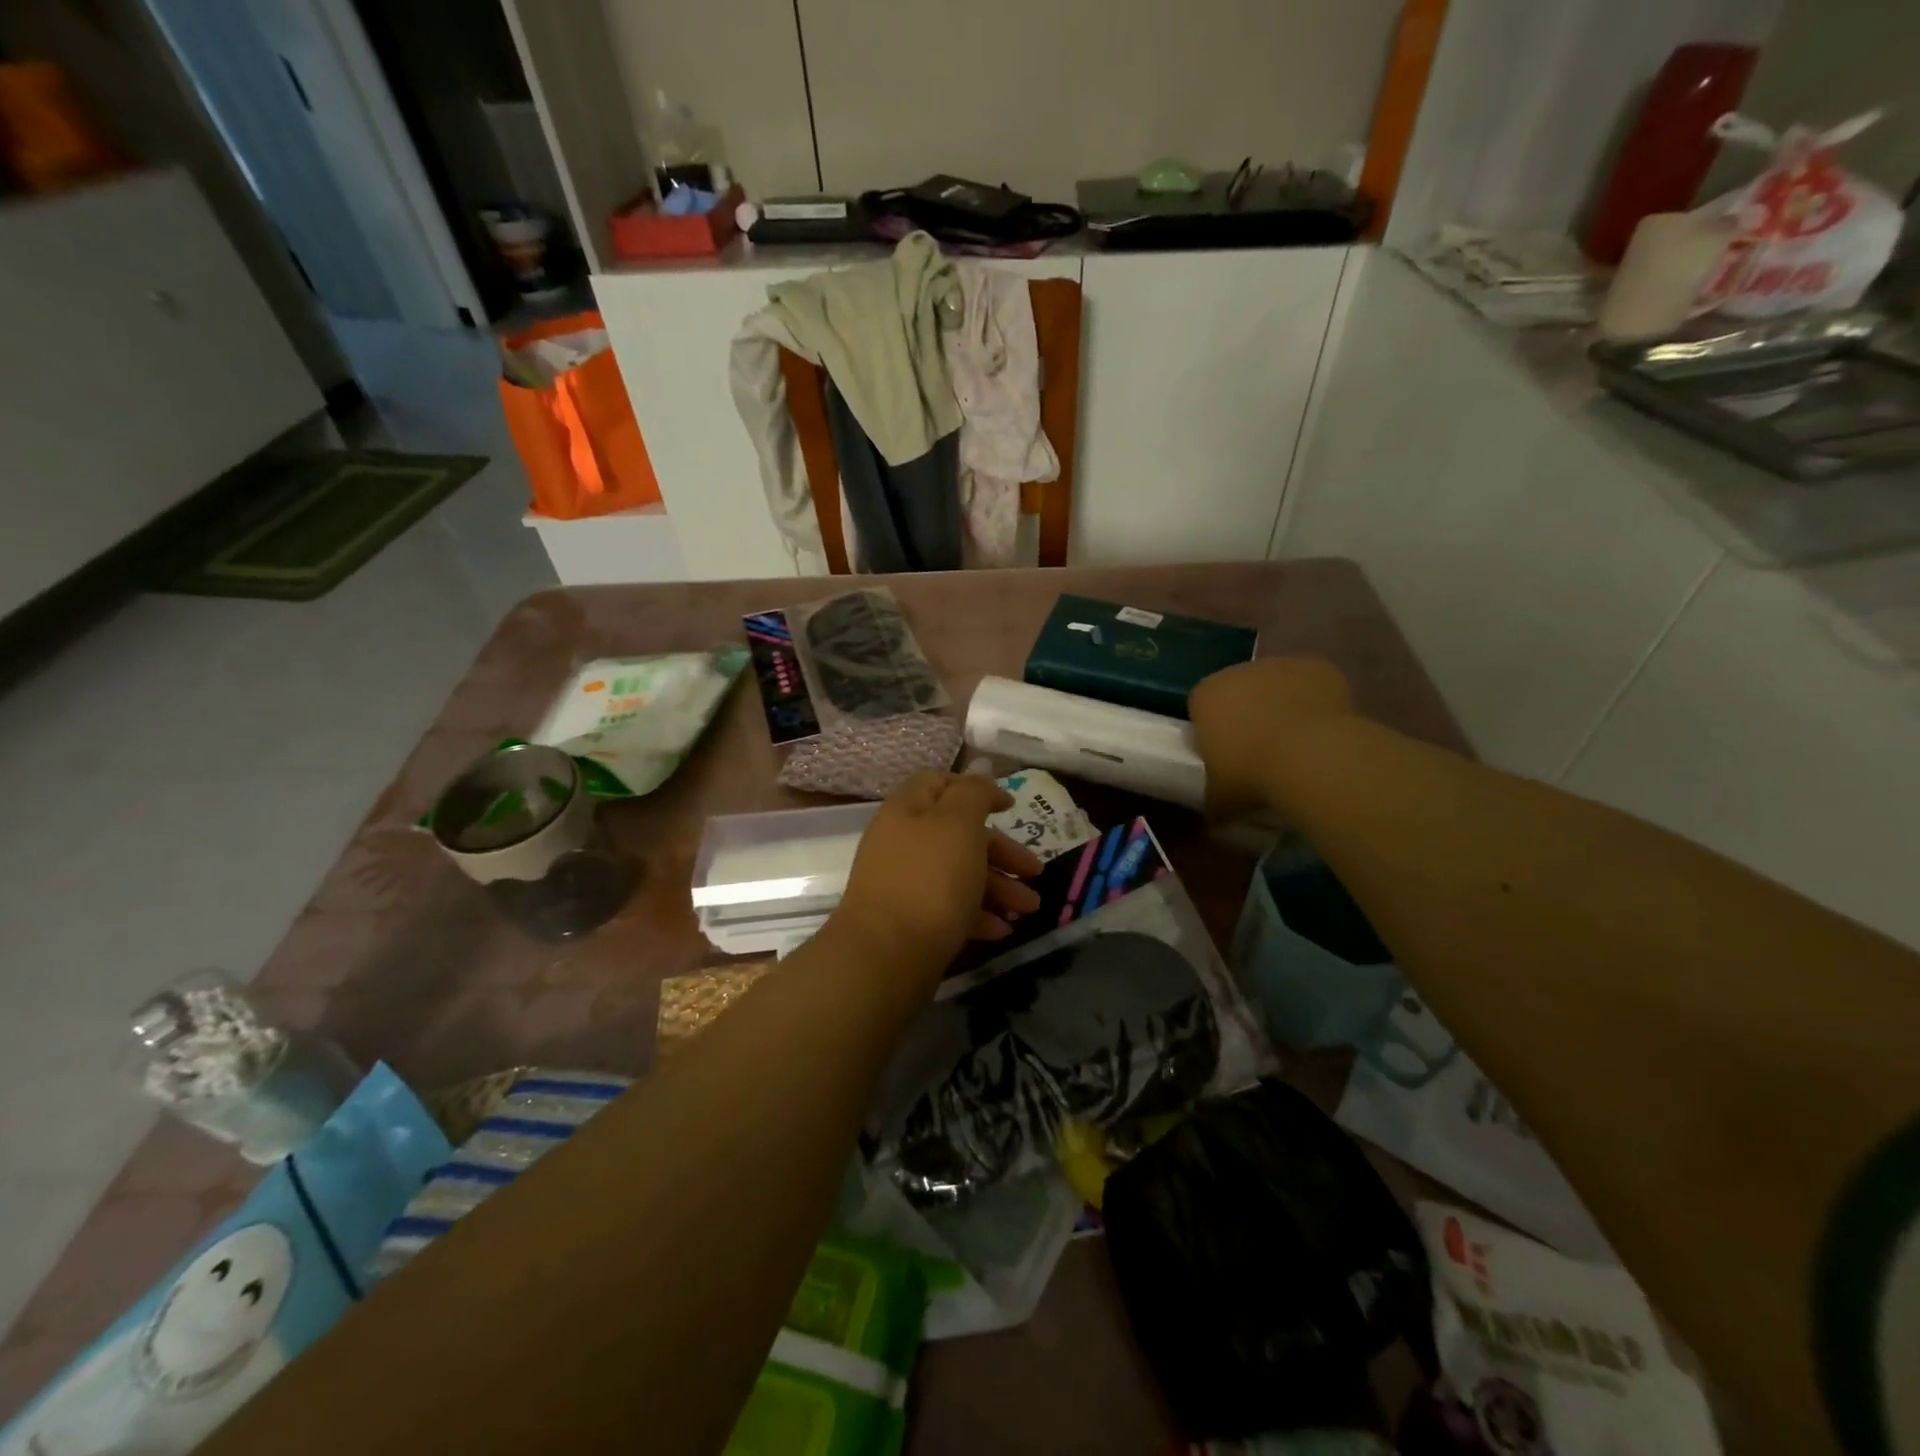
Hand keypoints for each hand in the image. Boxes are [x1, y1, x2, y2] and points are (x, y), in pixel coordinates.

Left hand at [833, 773, 1042, 984]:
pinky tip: (1002, 930)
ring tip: (1030, 909)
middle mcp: (902, 843)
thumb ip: (973, 793)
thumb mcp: (959, 822)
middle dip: (1002, 852)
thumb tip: (981, 779)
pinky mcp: (908, 922)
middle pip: (957, 835)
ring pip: (958, 874)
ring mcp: (903, 884)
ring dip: (998, 888)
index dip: (977, 790)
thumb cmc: (930, 879)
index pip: (940, 783)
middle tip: (1035, 871)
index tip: (1010, 808)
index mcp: (908, 810)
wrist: (886, 955)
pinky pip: (948, 909)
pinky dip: (977, 915)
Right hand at [1189, 658, 1354, 818]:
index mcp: (1205, 696)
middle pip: (1238, 689)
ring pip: (1276, 684)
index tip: (1224, 753)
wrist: (1310, 757)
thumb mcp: (1219, 798)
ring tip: (1296, 743)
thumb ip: (1212, 800)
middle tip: (1259, 749)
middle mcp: (1238, 671)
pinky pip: (1312, 684)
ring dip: (1281, 704)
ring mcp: (1281, 665)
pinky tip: (1322, 730)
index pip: (1200, 706)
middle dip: (1246, 712)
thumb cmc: (1250, 774)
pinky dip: (1315, 701)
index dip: (1212, 728)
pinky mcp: (1318, 667)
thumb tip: (1213, 818)